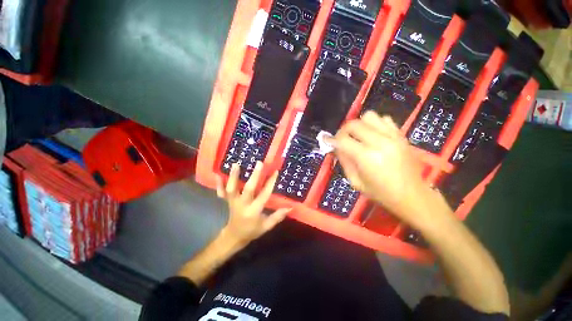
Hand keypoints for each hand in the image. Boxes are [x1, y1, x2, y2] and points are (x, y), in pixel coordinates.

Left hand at [215, 162, 290, 246]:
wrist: (234, 237)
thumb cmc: (252, 231)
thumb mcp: (266, 226)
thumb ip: (277, 216)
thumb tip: (290, 207)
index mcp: (254, 211)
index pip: (264, 195)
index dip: (270, 183)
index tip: (275, 171)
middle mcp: (243, 205)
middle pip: (248, 189)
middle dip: (254, 176)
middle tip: (259, 163)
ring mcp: (233, 202)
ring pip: (231, 189)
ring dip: (233, 177)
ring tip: (236, 164)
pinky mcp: (226, 201)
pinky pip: (221, 193)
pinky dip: (219, 184)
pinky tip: (217, 174)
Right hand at [325, 111, 433, 225]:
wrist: (411, 195)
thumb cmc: (380, 193)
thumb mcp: (355, 181)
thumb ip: (344, 161)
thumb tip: (336, 147)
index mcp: (367, 157)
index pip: (343, 140)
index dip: (331, 140)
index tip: (326, 141)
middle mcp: (380, 142)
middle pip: (354, 124)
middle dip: (343, 130)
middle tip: (341, 139)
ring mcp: (393, 136)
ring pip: (369, 116)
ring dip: (359, 125)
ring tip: (358, 136)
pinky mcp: (401, 135)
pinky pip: (384, 119)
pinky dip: (374, 124)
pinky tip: (373, 135)